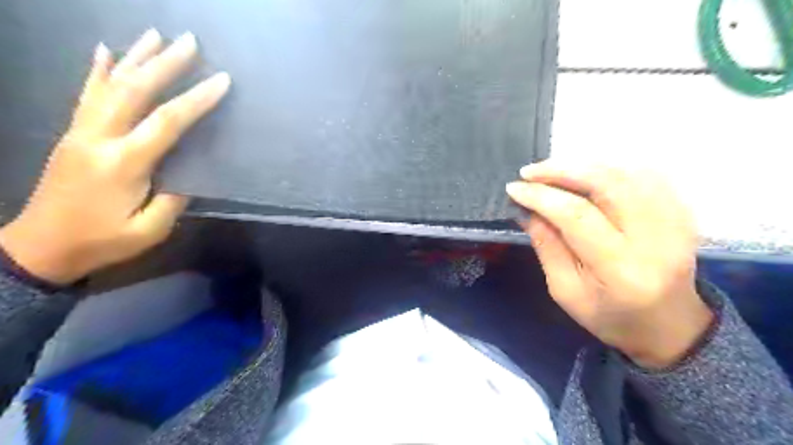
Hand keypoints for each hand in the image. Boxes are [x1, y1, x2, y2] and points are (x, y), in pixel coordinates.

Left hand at [0, 28, 231, 284]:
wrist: (42, 246)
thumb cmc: (103, 241)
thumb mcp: (150, 229)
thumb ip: (174, 198)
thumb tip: (191, 172)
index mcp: (124, 164)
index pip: (167, 122)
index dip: (196, 100)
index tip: (221, 81)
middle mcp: (99, 138)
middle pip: (134, 91)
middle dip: (165, 64)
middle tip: (190, 43)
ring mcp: (81, 132)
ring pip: (109, 84)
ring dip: (135, 57)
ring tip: (155, 35)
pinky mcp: (73, 134)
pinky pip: (85, 94)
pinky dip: (96, 70)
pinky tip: (104, 50)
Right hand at [507, 163, 712, 367]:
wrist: (668, 326)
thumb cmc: (609, 316)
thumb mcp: (565, 290)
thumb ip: (546, 246)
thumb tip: (527, 209)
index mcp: (621, 269)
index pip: (577, 216)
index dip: (542, 196)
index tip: (514, 189)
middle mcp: (655, 239)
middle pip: (607, 184)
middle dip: (562, 170)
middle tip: (530, 172)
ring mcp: (676, 221)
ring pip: (626, 172)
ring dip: (583, 164)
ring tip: (551, 170)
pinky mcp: (682, 212)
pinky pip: (644, 174)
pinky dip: (609, 167)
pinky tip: (586, 172)